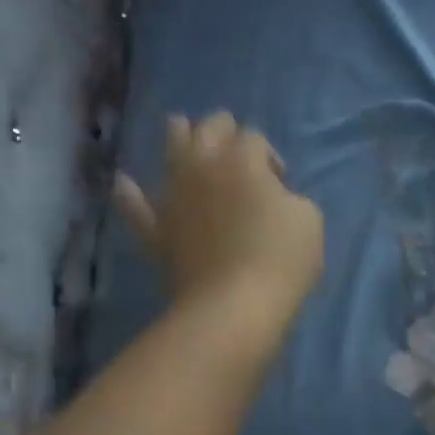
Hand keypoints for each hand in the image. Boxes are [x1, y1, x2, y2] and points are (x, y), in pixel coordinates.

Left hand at [114, 111, 324, 342]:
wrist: (233, 306)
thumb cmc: (280, 260)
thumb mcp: (310, 221)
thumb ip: (292, 199)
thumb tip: (276, 200)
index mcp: (242, 159)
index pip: (254, 138)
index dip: (269, 156)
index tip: (281, 184)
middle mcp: (202, 166)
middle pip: (208, 128)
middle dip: (224, 130)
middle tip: (236, 149)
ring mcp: (174, 196)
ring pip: (170, 150)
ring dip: (178, 136)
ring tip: (182, 133)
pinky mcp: (157, 230)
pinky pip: (135, 207)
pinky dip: (129, 194)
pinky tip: (123, 184)